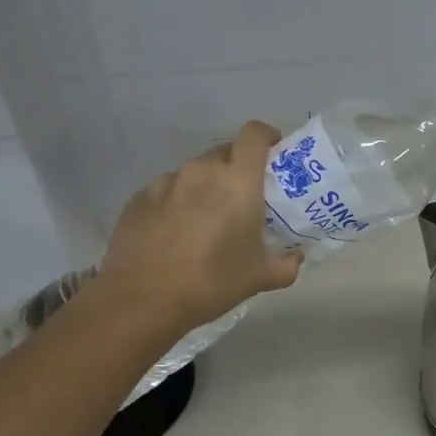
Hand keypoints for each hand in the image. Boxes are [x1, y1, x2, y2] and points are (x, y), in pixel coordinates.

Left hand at [94, 121, 302, 335]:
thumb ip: (288, 263)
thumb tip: (296, 257)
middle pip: (225, 152)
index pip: (255, 134)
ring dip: (206, 187)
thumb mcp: (261, 277)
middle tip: (244, 197)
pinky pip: (167, 190)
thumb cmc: (211, 282)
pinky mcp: (138, 198)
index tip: (275, 153)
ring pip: (195, 172)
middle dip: (238, 168)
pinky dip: (178, 202)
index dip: (268, 136)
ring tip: (207, 219)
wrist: (141, 301)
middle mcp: (201, 171)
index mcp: (237, 181)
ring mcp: (166, 182)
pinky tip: (175, 233)